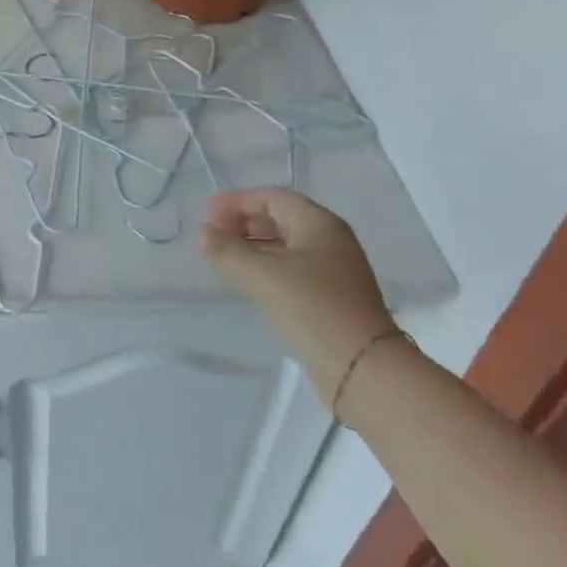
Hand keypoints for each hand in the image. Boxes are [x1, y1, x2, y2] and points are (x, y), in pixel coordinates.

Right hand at [197, 189, 395, 405]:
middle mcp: (330, 241)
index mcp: (319, 224)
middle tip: (212, 236)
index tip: (205, 215)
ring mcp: (334, 271)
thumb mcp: (261, 276)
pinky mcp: (332, 299)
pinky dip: (266, 269)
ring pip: (285, 246)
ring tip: (223, 259)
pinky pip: (292, 271)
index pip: (272, 197)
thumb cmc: (312, 309)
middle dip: (243, 223)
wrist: (363, 369)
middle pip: (280, 219)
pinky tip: (248, 284)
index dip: (236, 201)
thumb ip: (227, 251)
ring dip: (252, 247)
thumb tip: (203, 234)